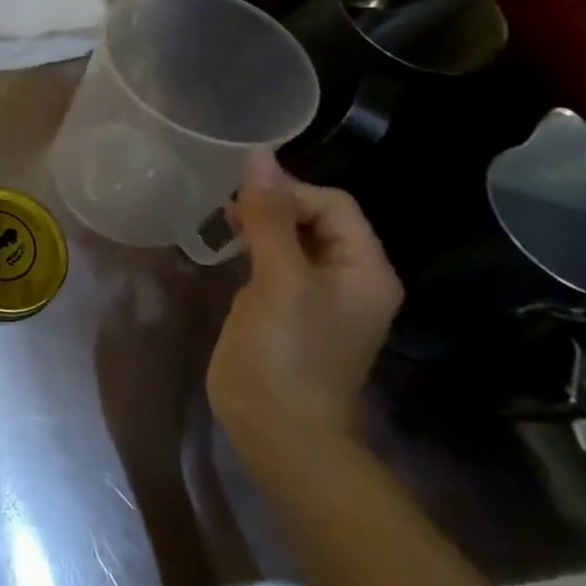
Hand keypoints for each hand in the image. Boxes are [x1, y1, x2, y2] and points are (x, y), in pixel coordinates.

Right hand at [207, 150, 402, 456]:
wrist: (279, 429)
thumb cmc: (285, 352)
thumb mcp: (278, 279)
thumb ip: (270, 217)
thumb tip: (259, 156)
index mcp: (364, 269)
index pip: (333, 203)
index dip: (288, 193)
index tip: (242, 205)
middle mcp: (350, 277)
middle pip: (314, 217)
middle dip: (272, 206)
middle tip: (226, 212)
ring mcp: (319, 296)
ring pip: (292, 238)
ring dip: (259, 225)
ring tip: (222, 226)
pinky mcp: (290, 309)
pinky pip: (278, 261)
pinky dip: (254, 248)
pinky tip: (227, 251)